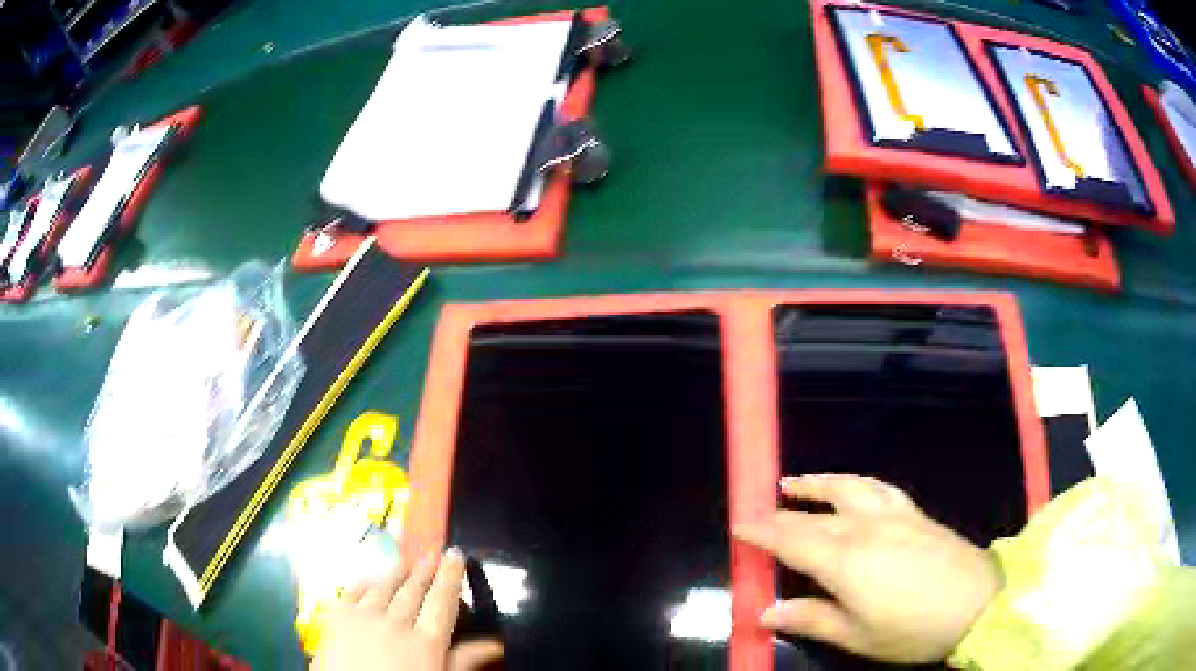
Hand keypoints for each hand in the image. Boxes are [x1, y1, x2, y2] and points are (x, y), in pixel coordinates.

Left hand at [311, 549, 503, 670]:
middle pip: (414, 590)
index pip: (442, 601)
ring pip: (384, 586)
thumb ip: (463, 661)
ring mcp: (364, 619)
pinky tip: (370, 578)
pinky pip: (352, 592)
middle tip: (433, 553)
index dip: (451, 576)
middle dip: (425, 569)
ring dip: (397, 571)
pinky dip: (363, 582)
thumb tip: (493, 645)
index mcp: (426, 643)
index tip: (455, 555)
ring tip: (406, 560)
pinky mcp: (337, 620)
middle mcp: (396, 624)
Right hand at [734, 474, 1001, 663]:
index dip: (763, 531)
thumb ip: (811, 619)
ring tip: (795, 483)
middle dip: (783, 513)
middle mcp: (864, 527)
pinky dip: (855, 481)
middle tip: (759, 512)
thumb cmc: (911, 629)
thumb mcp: (856, 635)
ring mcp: (892, 515)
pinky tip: (852, 488)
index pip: (792, 538)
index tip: (739, 524)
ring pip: (847, 487)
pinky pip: (877, 486)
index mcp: (844, 560)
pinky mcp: (914, 512)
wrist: (976, 603)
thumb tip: (766, 612)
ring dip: (818, 484)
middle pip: (815, 514)